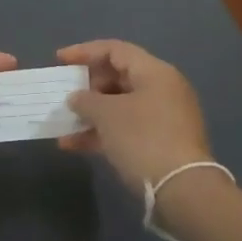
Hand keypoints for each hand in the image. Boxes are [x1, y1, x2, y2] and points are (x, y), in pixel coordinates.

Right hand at [57, 39, 211, 194]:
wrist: (182, 190)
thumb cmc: (143, 139)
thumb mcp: (107, 114)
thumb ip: (85, 100)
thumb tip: (76, 98)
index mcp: (155, 72)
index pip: (115, 50)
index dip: (84, 52)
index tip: (59, 60)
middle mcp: (162, 89)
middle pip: (118, 77)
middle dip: (87, 86)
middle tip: (64, 95)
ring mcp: (163, 118)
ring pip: (120, 106)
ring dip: (90, 113)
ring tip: (63, 123)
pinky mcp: (161, 143)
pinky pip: (126, 128)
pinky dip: (102, 132)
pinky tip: (74, 145)